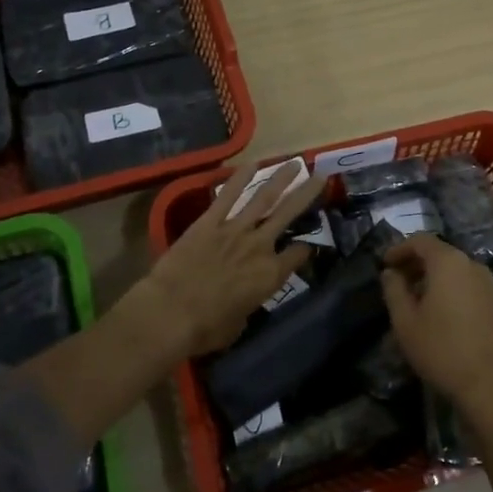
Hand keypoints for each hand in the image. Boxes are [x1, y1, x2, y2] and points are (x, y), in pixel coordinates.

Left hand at [141, 160, 327, 355]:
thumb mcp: (239, 325)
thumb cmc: (205, 329)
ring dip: (281, 179)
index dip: (306, 249)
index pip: (299, 254)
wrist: (171, 312)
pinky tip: (252, 163)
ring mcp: (234, 230)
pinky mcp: (209, 222)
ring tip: (295, 163)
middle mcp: (259, 246)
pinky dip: (240, 178)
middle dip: (307, 194)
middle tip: (321, 176)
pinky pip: (228, 196)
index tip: (307, 246)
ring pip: (263, 198)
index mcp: (270, 275)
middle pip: (289, 214)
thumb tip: (242, 299)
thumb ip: (247, 305)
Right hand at [379, 236, 492, 416]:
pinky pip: (470, 287)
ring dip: (435, 279)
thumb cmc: (442, 349)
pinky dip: (453, 291)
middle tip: (398, 283)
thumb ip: (394, 291)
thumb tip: (390, 273)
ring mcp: (491, 286)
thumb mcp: (405, 322)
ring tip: (418, 301)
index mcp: (448, 262)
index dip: (399, 249)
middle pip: (440, 254)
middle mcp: (473, 265)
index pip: (420, 240)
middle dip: (417, 264)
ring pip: (457, 271)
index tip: (385, 264)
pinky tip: (443, 315)